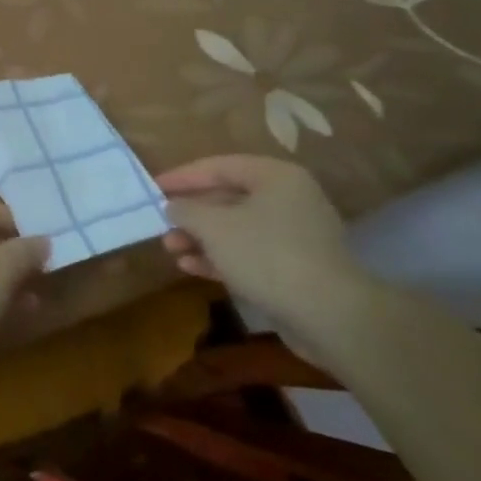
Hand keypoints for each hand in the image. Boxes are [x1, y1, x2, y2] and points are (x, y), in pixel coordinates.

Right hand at [156, 156, 371, 323]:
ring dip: (201, 238)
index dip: (182, 176)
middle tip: (161, 224)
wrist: (328, 314)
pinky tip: (191, 267)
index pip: (219, 166)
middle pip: (228, 197)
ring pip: (236, 228)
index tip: (152, 188)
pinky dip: (220, 258)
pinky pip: (249, 253)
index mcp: (275, 177)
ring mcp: (294, 235)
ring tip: (170, 249)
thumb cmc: (266, 255)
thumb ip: (186, 210)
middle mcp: (288, 199)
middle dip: (191, 213)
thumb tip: (173, 206)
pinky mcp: (295, 267)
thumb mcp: (214, 227)